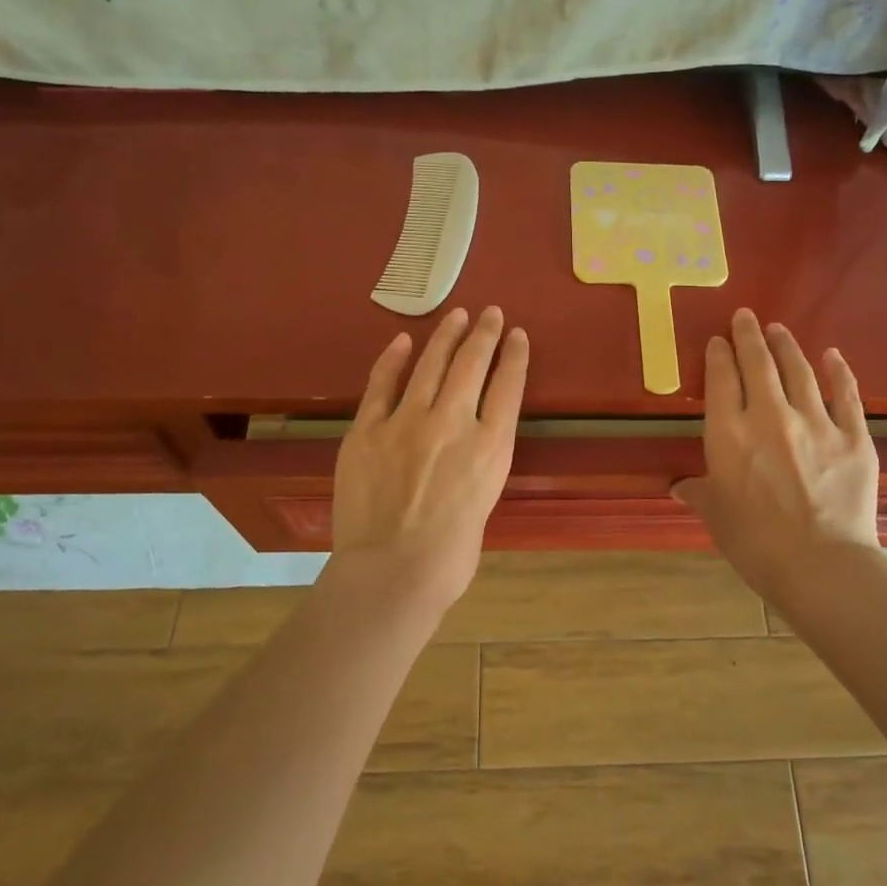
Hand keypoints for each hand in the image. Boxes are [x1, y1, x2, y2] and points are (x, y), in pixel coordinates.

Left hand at [327, 306, 528, 612]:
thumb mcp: (485, 504)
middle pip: (472, 364)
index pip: (509, 386)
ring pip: (431, 364)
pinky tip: (403, 342)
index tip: (518, 335)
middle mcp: (454, 422)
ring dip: (446, 335)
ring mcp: (408, 421)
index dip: (515, 356)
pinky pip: (381, 385)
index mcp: (491, 446)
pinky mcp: (368, 430)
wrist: (392, 572)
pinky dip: (393, 360)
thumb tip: (462, 452)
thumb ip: (477, 467)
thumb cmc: (450, 557)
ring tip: (456, 314)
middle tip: (491, 313)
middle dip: (484, 333)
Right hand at [674, 308, 880, 598]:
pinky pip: (846, 395)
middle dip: (749, 336)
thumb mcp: (715, 516)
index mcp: (729, 434)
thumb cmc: (755, 543)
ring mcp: (815, 423)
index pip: (721, 379)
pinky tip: (832, 355)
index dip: (719, 355)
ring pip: (799, 371)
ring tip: (779, 329)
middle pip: (758, 364)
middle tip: (746, 316)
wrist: (820, 566)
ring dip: (787, 345)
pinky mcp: (853, 437)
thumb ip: (699, 492)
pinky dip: (838, 372)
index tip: (718, 341)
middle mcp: (769, 416)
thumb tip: (680, 486)